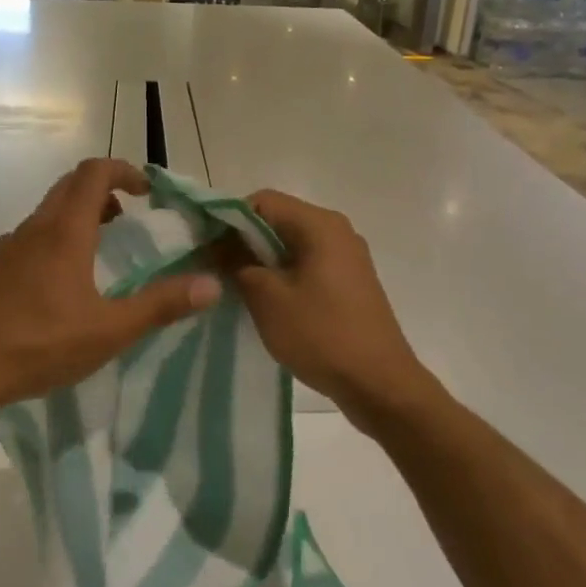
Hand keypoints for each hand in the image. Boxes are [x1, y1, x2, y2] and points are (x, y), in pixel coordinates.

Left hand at [0, 159, 222, 416]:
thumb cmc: (40, 346)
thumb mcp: (110, 331)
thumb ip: (161, 305)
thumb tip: (211, 284)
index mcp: (64, 232)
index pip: (94, 173)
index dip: (124, 171)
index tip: (146, 192)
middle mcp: (32, 229)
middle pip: (68, 187)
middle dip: (102, 192)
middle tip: (127, 220)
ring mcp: (3, 247)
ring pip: (44, 215)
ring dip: (74, 219)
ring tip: (94, 256)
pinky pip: (24, 241)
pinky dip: (47, 244)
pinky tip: (51, 288)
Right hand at [231, 190, 428, 425]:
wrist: (380, 385)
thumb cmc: (322, 335)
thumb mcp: (267, 298)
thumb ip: (236, 263)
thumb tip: (216, 246)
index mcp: (320, 224)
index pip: (261, 201)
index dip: (228, 219)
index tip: (205, 247)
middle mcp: (336, 231)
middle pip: (277, 220)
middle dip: (242, 241)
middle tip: (213, 269)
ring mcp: (346, 257)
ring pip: (290, 244)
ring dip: (260, 260)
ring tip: (234, 287)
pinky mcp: (349, 282)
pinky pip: (306, 264)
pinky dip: (281, 274)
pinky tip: (265, 301)